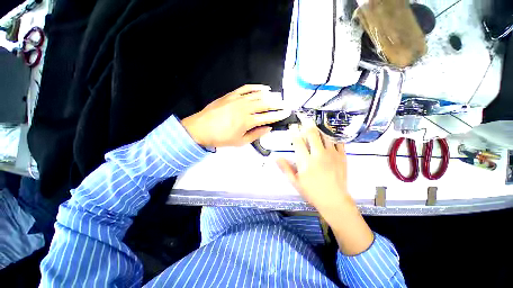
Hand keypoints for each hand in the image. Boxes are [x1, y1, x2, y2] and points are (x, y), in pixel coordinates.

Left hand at [181, 85, 290, 147]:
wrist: (201, 128)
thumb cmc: (221, 138)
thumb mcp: (240, 141)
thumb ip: (256, 134)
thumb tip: (268, 128)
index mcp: (248, 121)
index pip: (268, 117)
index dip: (279, 115)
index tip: (286, 113)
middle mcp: (245, 108)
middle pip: (265, 104)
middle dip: (277, 104)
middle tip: (285, 104)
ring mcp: (238, 99)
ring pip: (258, 95)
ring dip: (270, 96)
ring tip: (277, 97)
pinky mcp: (231, 95)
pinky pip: (246, 88)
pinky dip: (256, 87)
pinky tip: (263, 88)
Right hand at [277, 127, 350, 215]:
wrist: (334, 200)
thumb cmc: (312, 192)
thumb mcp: (295, 182)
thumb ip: (286, 168)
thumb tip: (276, 157)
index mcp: (306, 162)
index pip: (298, 142)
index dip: (294, 132)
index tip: (292, 126)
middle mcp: (319, 155)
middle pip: (312, 135)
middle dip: (307, 125)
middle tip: (304, 119)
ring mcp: (332, 155)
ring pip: (325, 136)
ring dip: (318, 129)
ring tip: (315, 126)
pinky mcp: (342, 156)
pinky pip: (338, 142)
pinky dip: (332, 137)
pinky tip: (329, 135)